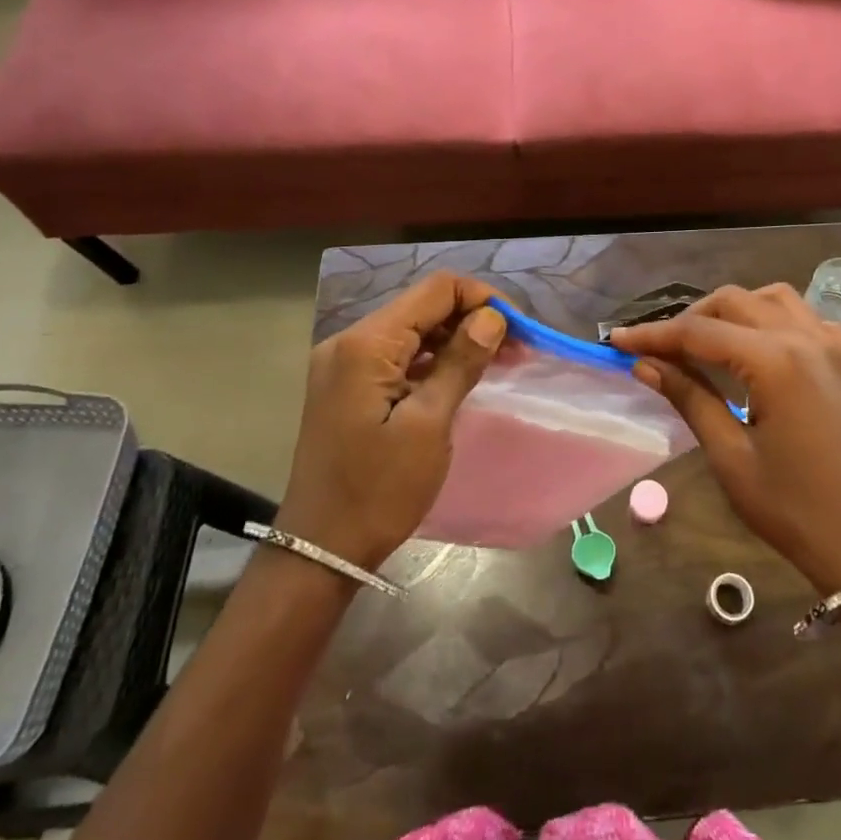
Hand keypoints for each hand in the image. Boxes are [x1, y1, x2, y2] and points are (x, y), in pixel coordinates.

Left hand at [275, 273, 505, 571]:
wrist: (321, 549)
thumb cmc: (379, 490)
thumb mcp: (428, 425)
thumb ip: (460, 363)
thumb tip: (492, 318)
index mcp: (366, 343)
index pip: (436, 290)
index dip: (482, 299)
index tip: (518, 331)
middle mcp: (349, 341)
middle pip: (423, 306)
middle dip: (472, 319)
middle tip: (515, 350)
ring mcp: (344, 363)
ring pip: (412, 329)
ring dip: (455, 338)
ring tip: (497, 362)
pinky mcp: (346, 385)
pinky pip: (397, 354)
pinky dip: (432, 358)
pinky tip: (460, 376)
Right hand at [613, 284, 840, 592]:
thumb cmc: (791, 508)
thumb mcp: (730, 455)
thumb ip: (689, 397)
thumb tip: (645, 364)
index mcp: (776, 362)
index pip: (700, 333)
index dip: (655, 334)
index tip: (618, 340)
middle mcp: (805, 338)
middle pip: (733, 302)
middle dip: (688, 319)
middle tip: (655, 348)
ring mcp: (830, 345)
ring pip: (769, 298)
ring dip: (730, 309)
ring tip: (701, 341)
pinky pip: (801, 315)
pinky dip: (768, 316)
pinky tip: (752, 344)